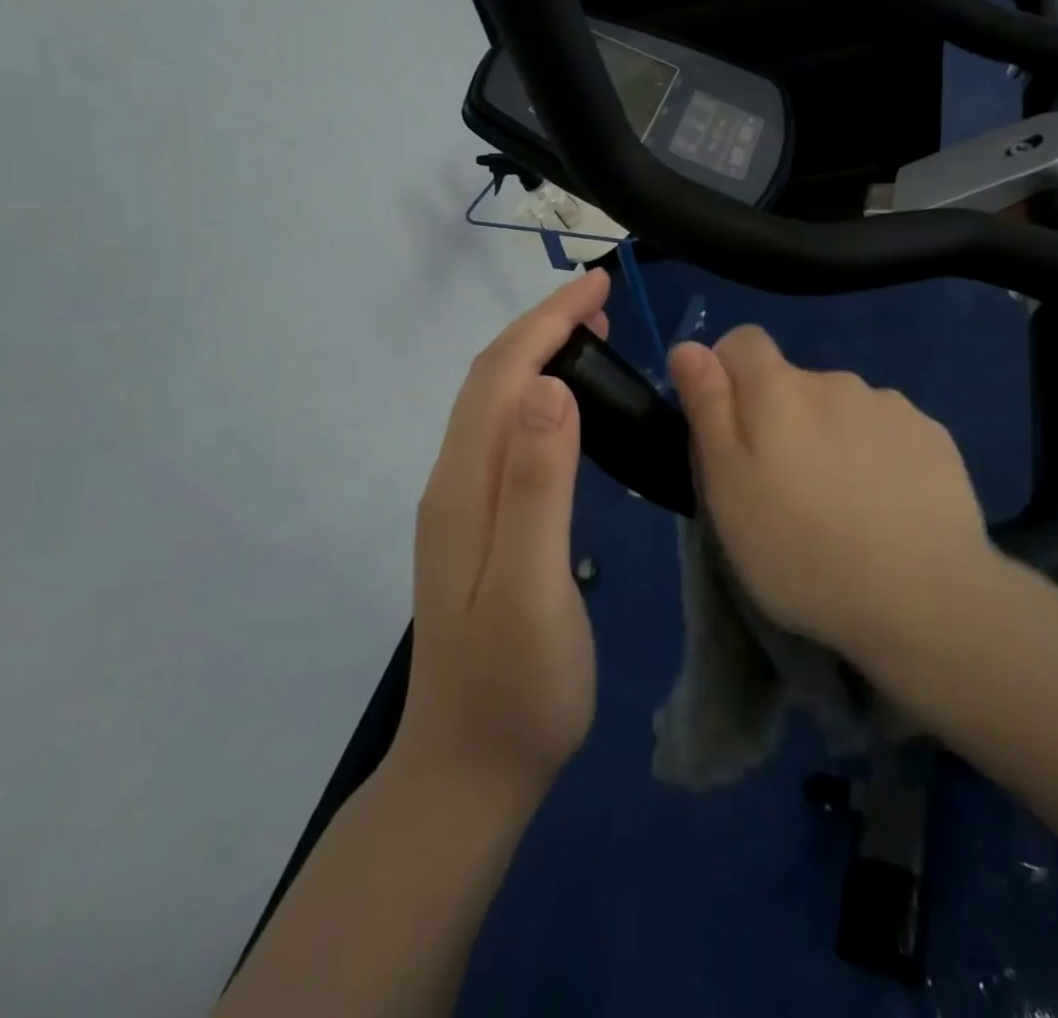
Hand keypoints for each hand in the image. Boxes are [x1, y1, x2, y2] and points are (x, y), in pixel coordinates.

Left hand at [398, 270, 610, 801]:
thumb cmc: (515, 687)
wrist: (471, 771)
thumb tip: (551, 389)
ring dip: (540, 357)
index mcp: (465, 486)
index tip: (598, 286)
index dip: (547, 322)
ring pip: (498, 405)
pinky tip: (570, 408)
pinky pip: (508, 436)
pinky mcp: (482, 526)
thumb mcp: (531, 587)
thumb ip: (538, 487)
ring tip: (593, 337)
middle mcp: (455, 482)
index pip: (502, 376)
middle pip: (492, 380)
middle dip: (542, 327)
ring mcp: (464, 505)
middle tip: (602, 302)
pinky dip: (539, 399)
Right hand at [668, 326, 990, 659]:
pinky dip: (876, 456)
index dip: (727, 374)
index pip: (743, 341)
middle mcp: (837, 381)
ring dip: (831, 438)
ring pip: (842, 409)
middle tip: (784, 489)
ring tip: (840, 506)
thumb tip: (689, 346)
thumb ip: (707, 408)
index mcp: (780, 389)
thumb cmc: (801, 548)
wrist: (923, 598)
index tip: (730, 430)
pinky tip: (885, 508)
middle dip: (781, 419)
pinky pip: (887, 432)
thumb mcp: (727, 487)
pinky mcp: (933, 437)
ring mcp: (891, 407)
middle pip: (793, 383)